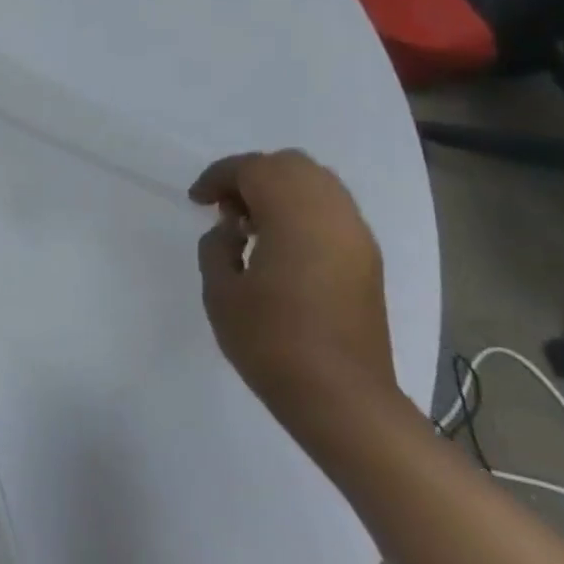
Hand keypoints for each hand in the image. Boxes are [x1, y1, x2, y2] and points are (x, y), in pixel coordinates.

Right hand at [188, 150, 393, 419]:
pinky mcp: (367, 260)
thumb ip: (218, 247)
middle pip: (291, 165)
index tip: (196, 201)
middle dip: (251, 175)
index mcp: (295, 217)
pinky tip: (280, 244)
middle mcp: (333, 215)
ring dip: (279, 190)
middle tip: (224, 207)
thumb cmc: (271, 342)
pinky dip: (302, 210)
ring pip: (318, 183)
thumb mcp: (221, 292)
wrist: (342, 399)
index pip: (254, 169)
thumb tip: (232, 230)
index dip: (218, 177)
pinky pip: (332, 210)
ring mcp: (356, 237)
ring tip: (251, 224)